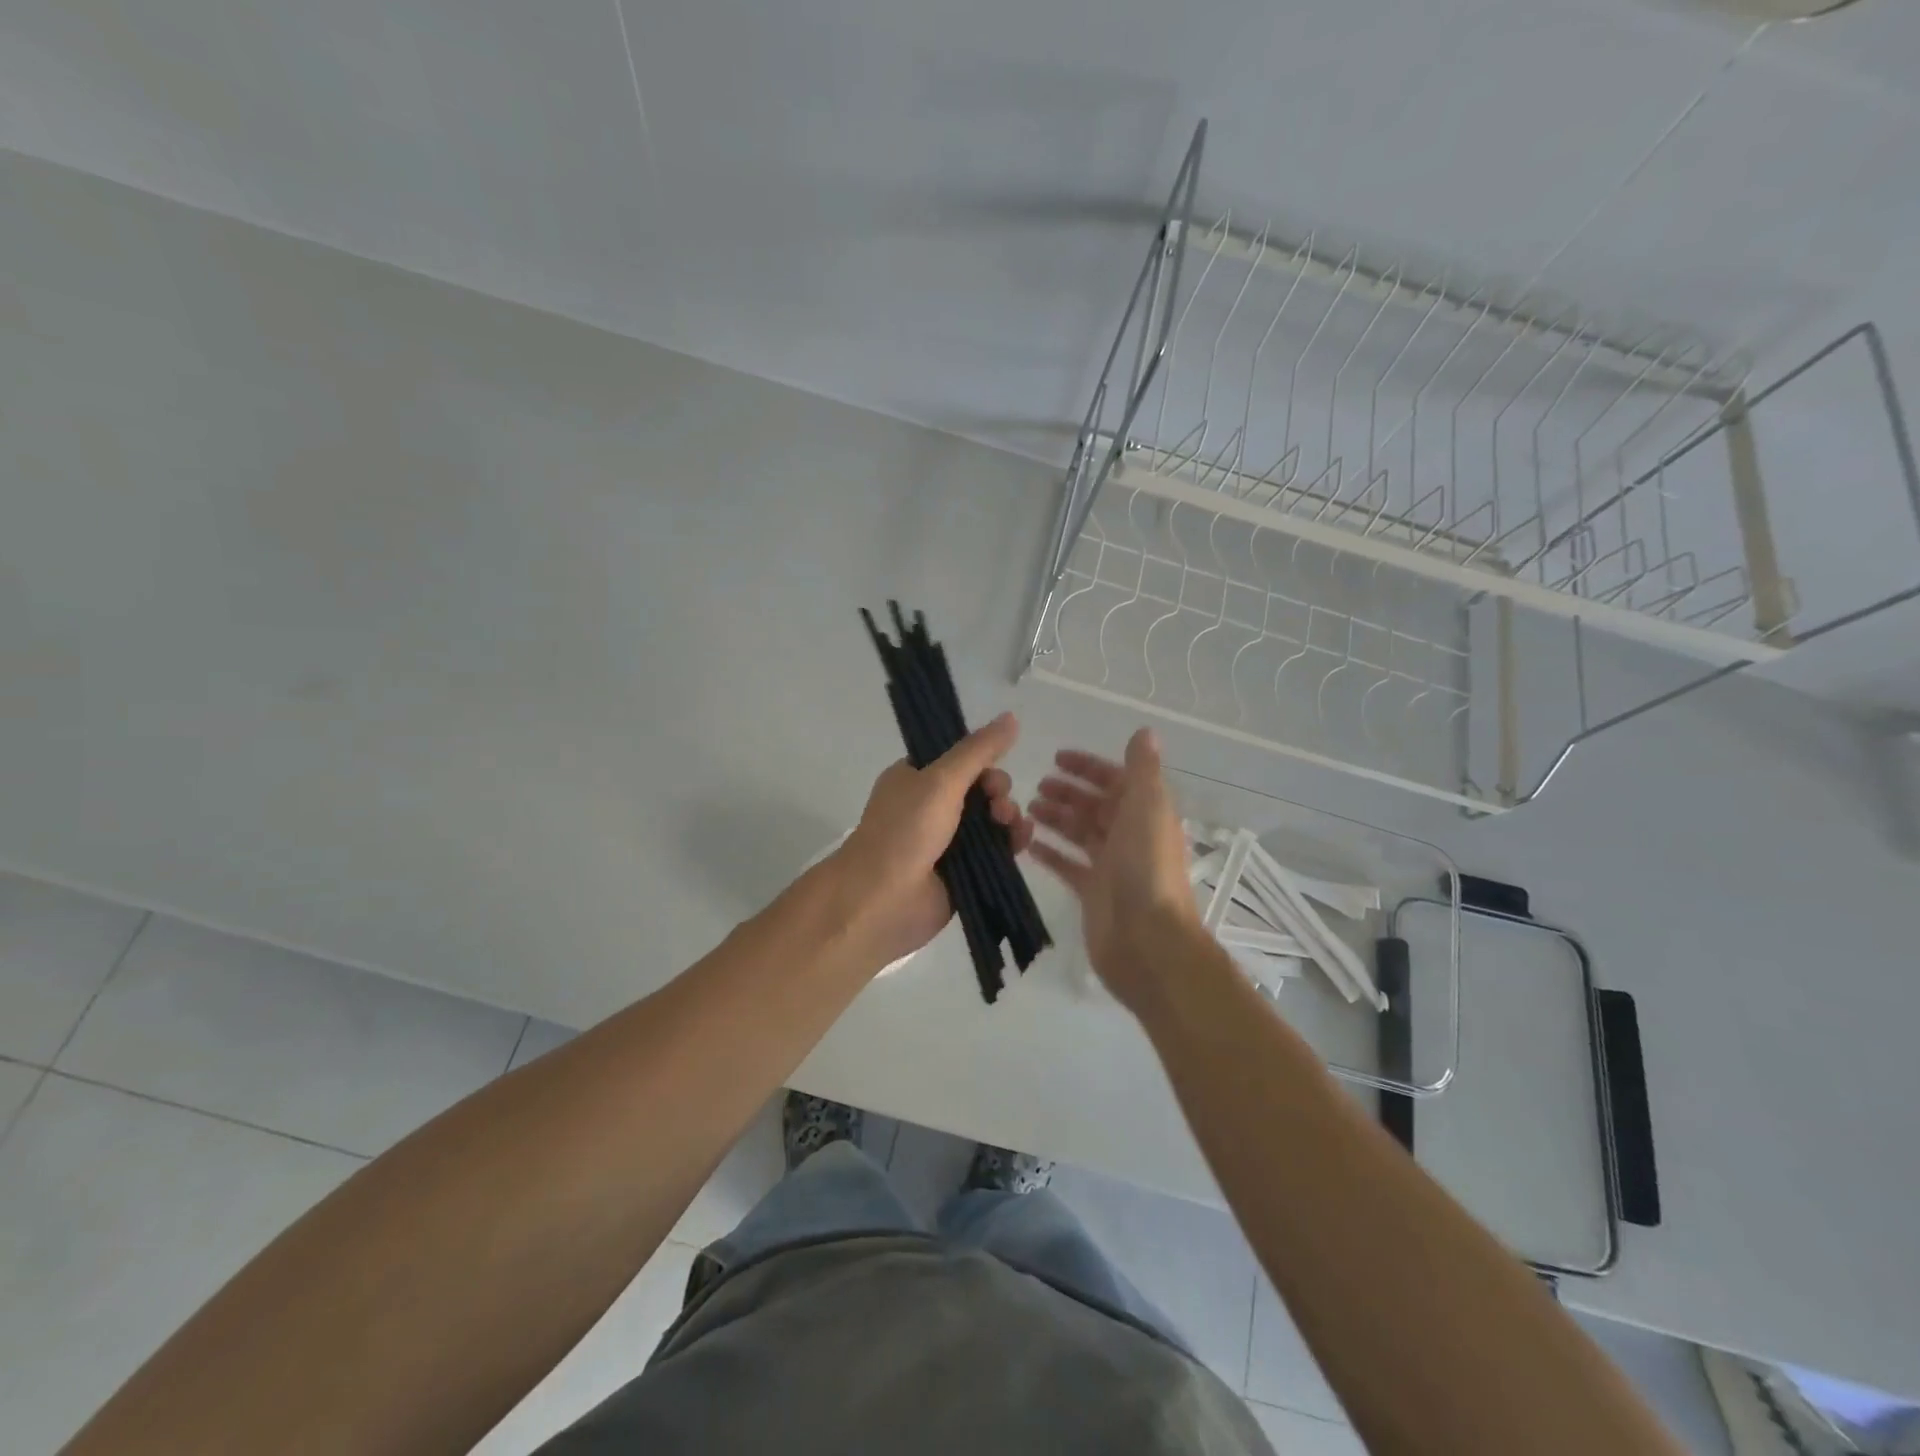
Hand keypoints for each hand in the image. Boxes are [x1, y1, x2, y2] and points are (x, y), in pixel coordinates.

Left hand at [834, 712, 1032, 970]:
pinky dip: (1011, 842)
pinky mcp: (962, 871)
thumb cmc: (905, 830)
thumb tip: (1012, 716)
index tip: (992, 771)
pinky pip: (995, 850)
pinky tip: (1022, 840)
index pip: (958, 759)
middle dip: (998, 791)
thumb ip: (979, 750)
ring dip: (1008, 816)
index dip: (982, 762)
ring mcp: (946, 841)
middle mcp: (929, 806)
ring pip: (991, 819)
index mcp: (915, 778)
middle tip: (999, 804)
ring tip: (1010, 825)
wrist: (883, 900)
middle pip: (980, 788)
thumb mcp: (941, 779)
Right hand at [1027, 728, 1199, 1015]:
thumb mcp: (1148, 808)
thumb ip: (1143, 770)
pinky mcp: (1092, 892)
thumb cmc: (1146, 868)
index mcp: (1145, 813)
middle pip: (1095, 806)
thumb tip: (1145, 732)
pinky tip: (1026, 843)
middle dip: (1067, 792)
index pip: (1116, 780)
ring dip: (1056, 818)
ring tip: (1025, 808)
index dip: (1089, 767)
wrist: (1148, 940)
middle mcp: (1129, 835)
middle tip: (1035, 785)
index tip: (1056, 757)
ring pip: (1079, 833)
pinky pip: (1067, 865)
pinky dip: (1049, 852)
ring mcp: (1110, 866)